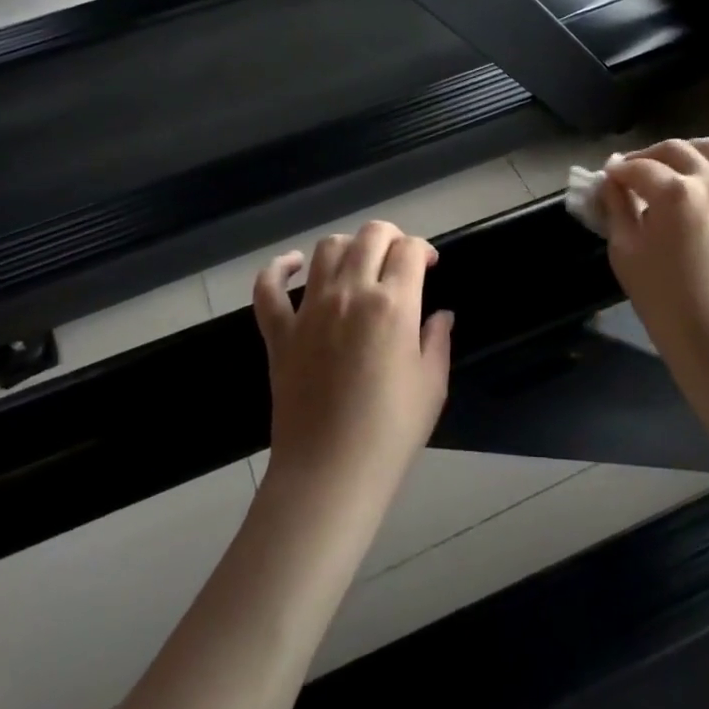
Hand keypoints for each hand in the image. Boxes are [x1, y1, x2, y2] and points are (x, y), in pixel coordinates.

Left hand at [252, 221, 453, 505]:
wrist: (329, 473)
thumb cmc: (390, 432)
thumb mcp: (432, 385)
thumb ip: (437, 340)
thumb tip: (440, 316)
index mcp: (393, 304)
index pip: (409, 248)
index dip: (423, 249)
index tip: (428, 266)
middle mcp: (350, 293)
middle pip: (370, 235)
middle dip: (391, 237)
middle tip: (399, 259)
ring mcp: (309, 310)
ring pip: (326, 249)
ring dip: (348, 245)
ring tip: (359, 263)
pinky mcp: (279, 331)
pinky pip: (268, 288)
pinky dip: (278, 269)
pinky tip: (292, 265)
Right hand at [601, 138, 708, 387]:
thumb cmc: (665, 303)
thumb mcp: (626, 253)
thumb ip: (617, 209)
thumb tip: (612, 181)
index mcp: (674, 192)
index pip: (637, 168)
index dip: (617, 171)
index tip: (607, 179)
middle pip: (675, 150)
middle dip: (648, 156)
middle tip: (633, 174)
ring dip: (691, 148)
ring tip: (676, 161)